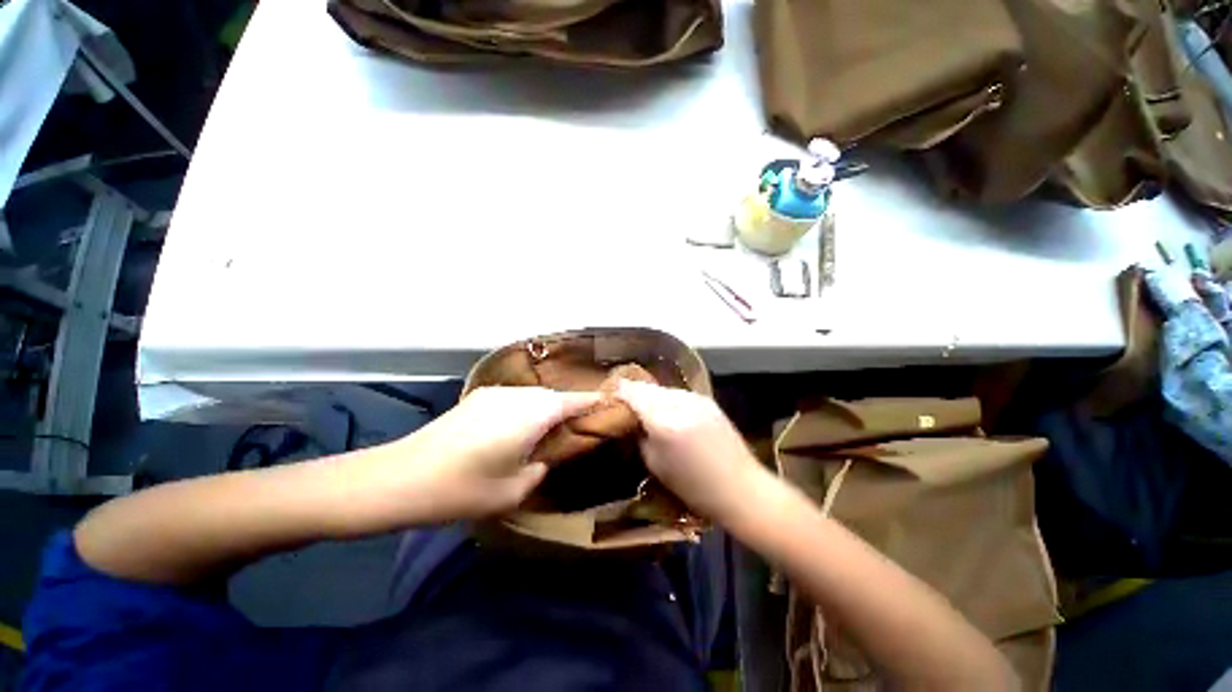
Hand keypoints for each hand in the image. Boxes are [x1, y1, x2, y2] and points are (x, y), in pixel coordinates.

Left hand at [335, 387, 599, 533]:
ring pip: (534, 396)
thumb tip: (545, 456)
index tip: (610, 406)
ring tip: (548, 431)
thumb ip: (542, 467)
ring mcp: (496, 393)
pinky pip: (514, 399)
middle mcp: (519, 394)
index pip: (577, 400)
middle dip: (570, 408)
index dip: (595, 402)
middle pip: (555, 396)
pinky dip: (525, 409)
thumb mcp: (515, 489)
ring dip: (545, 409)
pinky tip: (516, 430)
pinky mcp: (478, 398)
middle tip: (577, 428)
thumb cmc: (464, 488)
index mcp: (535, 412)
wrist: (400, 477)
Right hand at [615, 380, 767, 523]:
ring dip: (652, 395)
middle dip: (635, 392)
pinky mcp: (707, 401)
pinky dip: (668, 399)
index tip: (610, 393)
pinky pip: (679, 395)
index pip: (634, 395)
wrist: (740, 488)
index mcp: (664, 423)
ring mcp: (696, 399)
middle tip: (625, 401)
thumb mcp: (656, 464)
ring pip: (664, 389)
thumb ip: (641, 436)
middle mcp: (679, 404)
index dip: (620, 392)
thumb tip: (632, 419)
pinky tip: (668, 410)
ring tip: (646, 406)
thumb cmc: (693, 486)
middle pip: (648, 388)